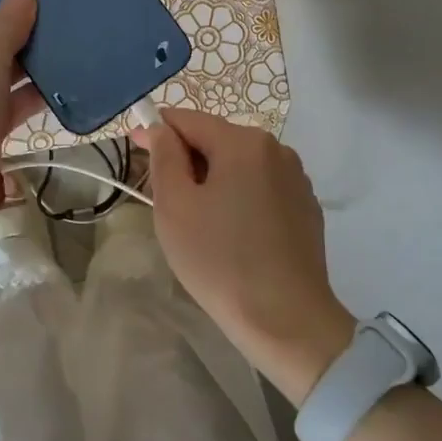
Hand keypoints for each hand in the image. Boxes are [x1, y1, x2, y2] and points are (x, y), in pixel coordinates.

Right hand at [134, 109, 355, 403]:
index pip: (188, 120)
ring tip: (200, 221)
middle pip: (217, 140)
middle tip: (166, 200)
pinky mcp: (306, 206)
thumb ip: (165, 156)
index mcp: (243, 143)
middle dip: (187, 160)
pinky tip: (233, 234)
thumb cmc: (220, 260)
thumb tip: (160, 129)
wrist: (286, 320)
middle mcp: (276, 149)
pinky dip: (240, 196)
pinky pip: (262, 187)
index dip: (156, 132)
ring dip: (214, 179)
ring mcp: (296, 178)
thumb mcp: (175, 206)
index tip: (134, 151)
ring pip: (240, 164)